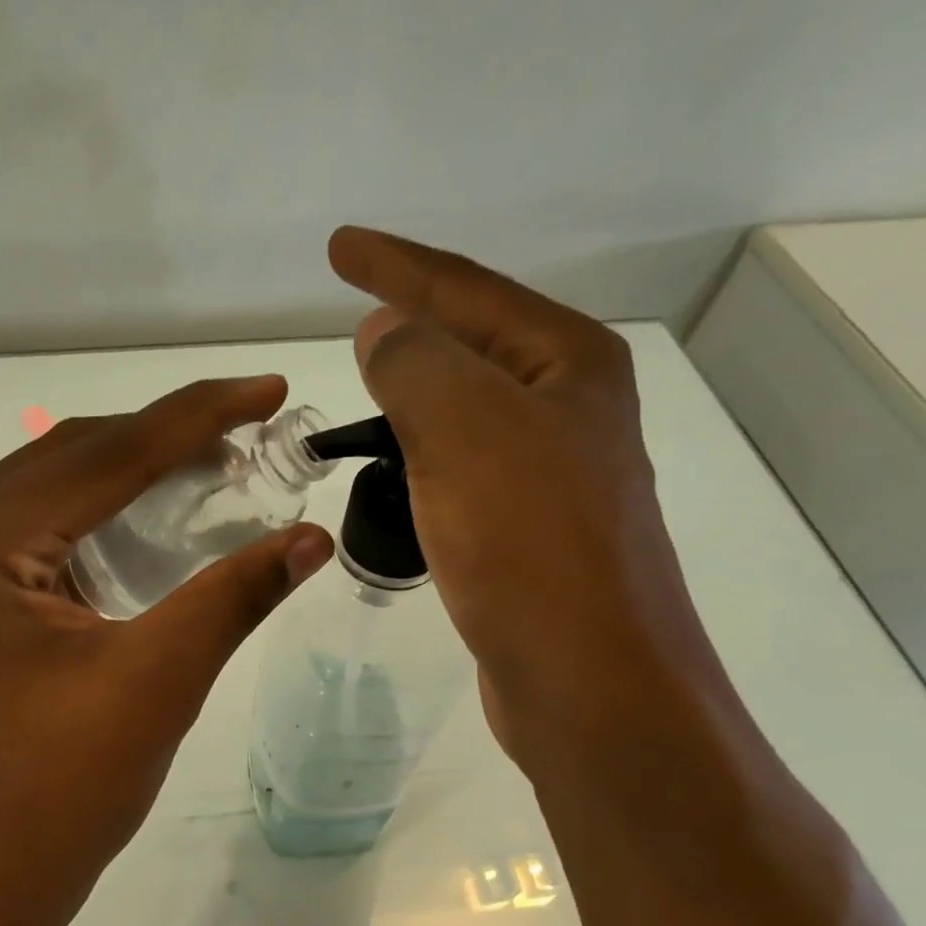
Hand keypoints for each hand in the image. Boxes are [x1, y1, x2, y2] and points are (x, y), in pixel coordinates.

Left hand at [0, 376, 333, 925]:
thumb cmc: (67, 783)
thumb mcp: (160, 679)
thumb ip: (234, 595)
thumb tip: (314, 537)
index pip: (104, 456)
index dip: (196, 417)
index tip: (269, 390)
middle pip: (73, 459)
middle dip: (165, 438)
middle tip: (250, 430)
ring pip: (57, 490)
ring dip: (134, 471)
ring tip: (213, 464)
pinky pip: (44, 530)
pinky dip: (104, 514)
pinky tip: (155, 516)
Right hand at [327, 227, 724, 765]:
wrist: (587, 678)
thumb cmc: (528, 545)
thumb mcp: (464, 431)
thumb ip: (415, 363)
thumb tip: (384, 332)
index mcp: (568, 363)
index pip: (466, 291)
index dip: (396, 264)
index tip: (338, 246)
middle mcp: (572, 407)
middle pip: (475, 342)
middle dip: (413, 318)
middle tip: (355, 303)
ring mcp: (556, 472)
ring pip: (469, 408)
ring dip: (417, 389)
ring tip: (369, 377)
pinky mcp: (531, 530)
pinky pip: (464, 464)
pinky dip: (425, 451)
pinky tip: (400, 461)